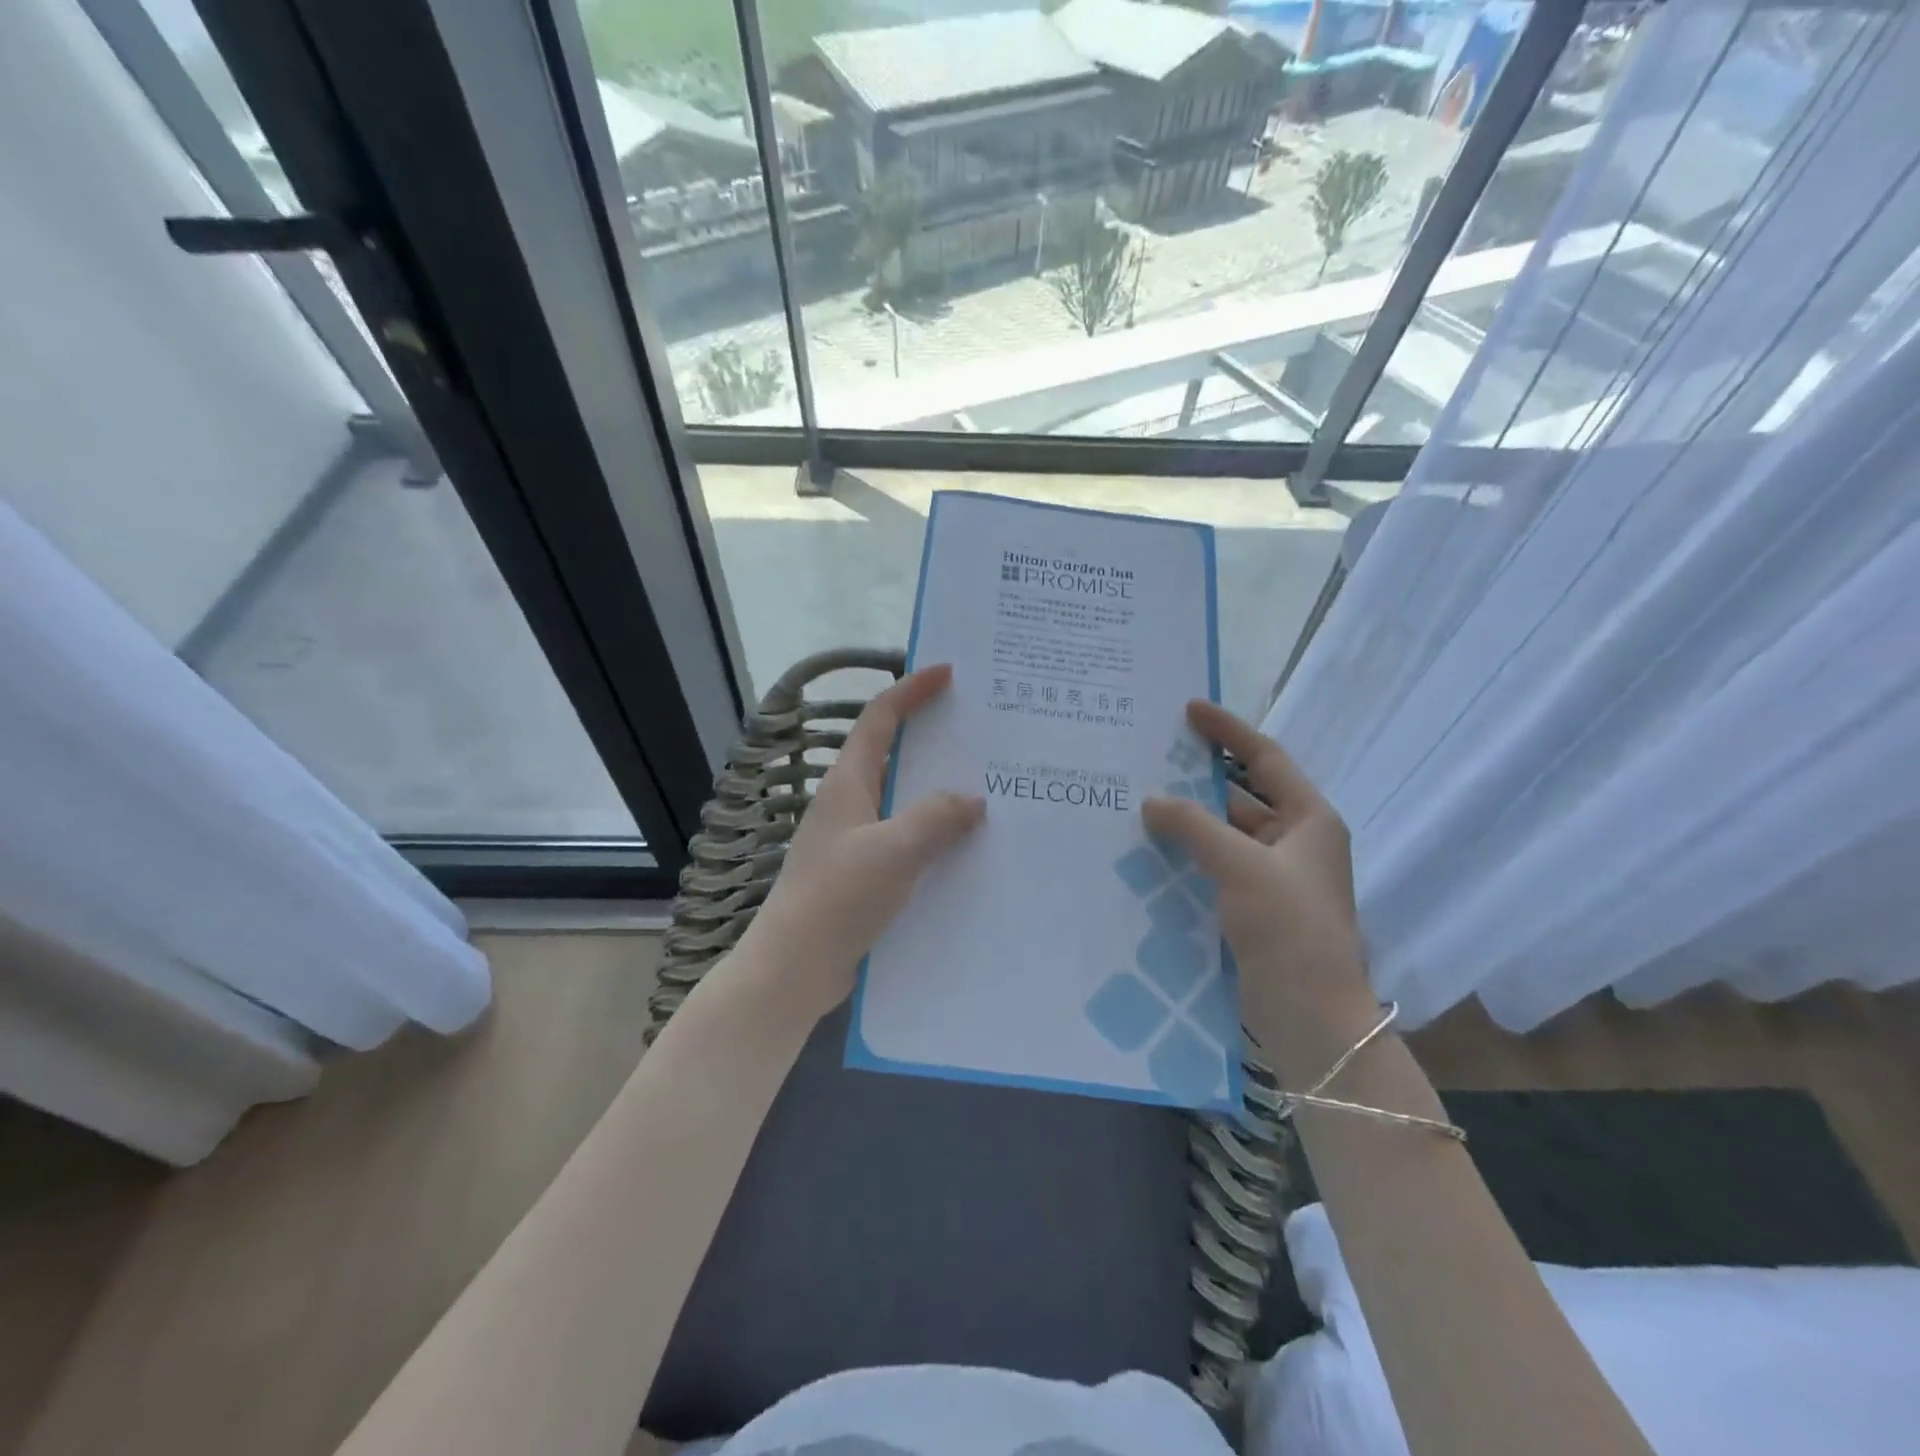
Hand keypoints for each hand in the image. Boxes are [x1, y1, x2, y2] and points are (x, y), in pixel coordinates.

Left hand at [740, 665, 984, 1023]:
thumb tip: (973, 799)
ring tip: (986, 786)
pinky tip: (965, 847)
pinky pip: (906, 837)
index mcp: (848, 783)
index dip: (911, 690)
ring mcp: (855, 838)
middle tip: (980, 730)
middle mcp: (850, 802)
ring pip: (903, 799)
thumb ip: (935, 818)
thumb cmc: (838, 898)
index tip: (947, 672)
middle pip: (894, 753)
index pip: (880, 719)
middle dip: (932, 737)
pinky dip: (934, 832)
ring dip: (938, 789)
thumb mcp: (893, 850)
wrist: (794, 967)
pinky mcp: (863, 872)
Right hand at [1142, 701, 1375, 1067]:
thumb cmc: (1288, 926)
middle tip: (1154, 757)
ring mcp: (1276, 876)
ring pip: (1227, 832)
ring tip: (1142, 800)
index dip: (1228, 731)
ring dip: (1191, 819)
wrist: (1310, 1014)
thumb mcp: (1240, 865)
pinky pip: (1218, 864)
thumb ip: (1194, 826)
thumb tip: (1152, 801)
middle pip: (1244, 794)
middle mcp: (1296, 841)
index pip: (1266, 758)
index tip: (1189, 709)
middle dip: (1201, 777)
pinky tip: (1153, 848)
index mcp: (1310, 820)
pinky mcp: (1256, 906)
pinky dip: (1191, 852)